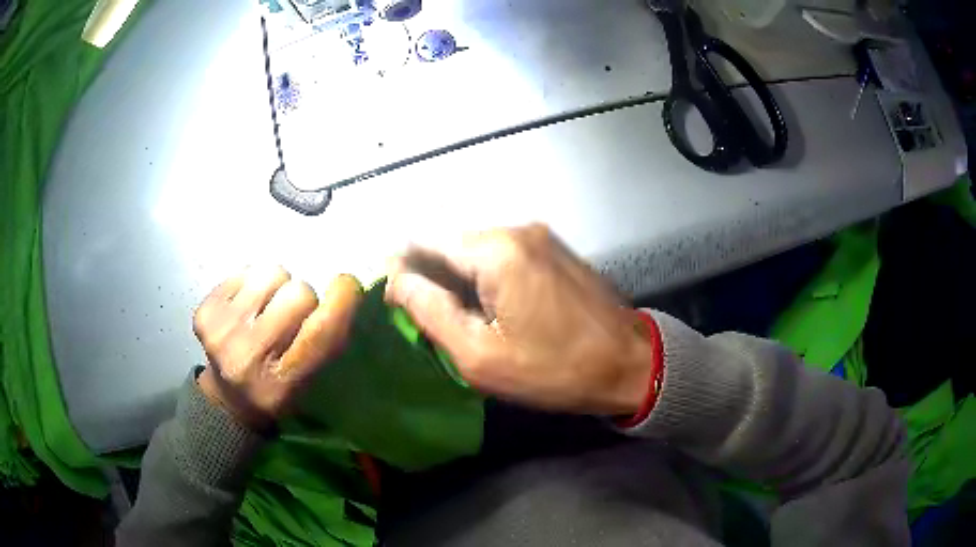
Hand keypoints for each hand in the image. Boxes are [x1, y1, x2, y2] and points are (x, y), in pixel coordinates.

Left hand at [194, 266, 361, 429]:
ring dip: (277, 287)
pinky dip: (252, 285)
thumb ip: (326, 341)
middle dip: (302, 300)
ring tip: (267, 309)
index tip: (346, 284)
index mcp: (283, 384)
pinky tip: (246, 308)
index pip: (320, 332)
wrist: (227, 399)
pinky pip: (246, 271)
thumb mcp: (311, 381)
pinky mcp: (205, 312)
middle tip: (291, 317)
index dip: (340, 300)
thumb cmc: (277, 390)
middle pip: (299, 292)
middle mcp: (249, 357)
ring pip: (271, 273)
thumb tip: (345, 287)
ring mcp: (221, 332)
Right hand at [386, 224, 653, 415]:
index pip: (426, 240)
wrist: (629, 364)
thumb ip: (430, 312)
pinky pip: (503, 253)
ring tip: (451, 313)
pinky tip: (485, 303)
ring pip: (476, 246)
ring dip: (457, 274)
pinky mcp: (554, 248)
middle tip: (420, 312)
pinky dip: (484, 273)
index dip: (401, 264)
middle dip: (429, 271)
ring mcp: (540, 235)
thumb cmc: (554, 369)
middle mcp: (517, 229)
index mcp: (496, 250)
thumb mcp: (480, 355)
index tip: (392, 296)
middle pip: (452, 240)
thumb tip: (397, 280)